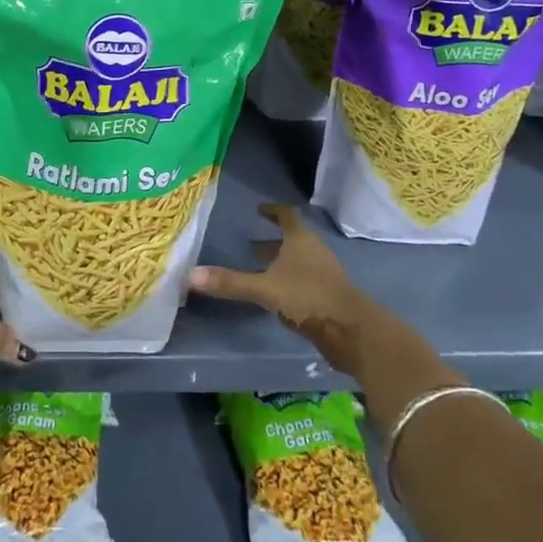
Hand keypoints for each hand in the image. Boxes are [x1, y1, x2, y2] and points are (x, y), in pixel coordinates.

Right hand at [187, 204, 377, 375]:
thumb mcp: (264, 289)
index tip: (258, 210)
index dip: (272, 211)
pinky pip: (304, 281)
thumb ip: (230, 282)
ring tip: (259, 270)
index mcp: (301, 240)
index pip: (287, 215)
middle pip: (293, 239)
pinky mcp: (328, 296)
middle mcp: (314, 251)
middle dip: (272, 241)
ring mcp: (324, 274)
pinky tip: (276, 296)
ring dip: (280, 263)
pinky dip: (288, 281)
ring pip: (298, 261)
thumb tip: (190, 275)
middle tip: (249, 245)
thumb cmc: (308, 297)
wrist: (352, 331)